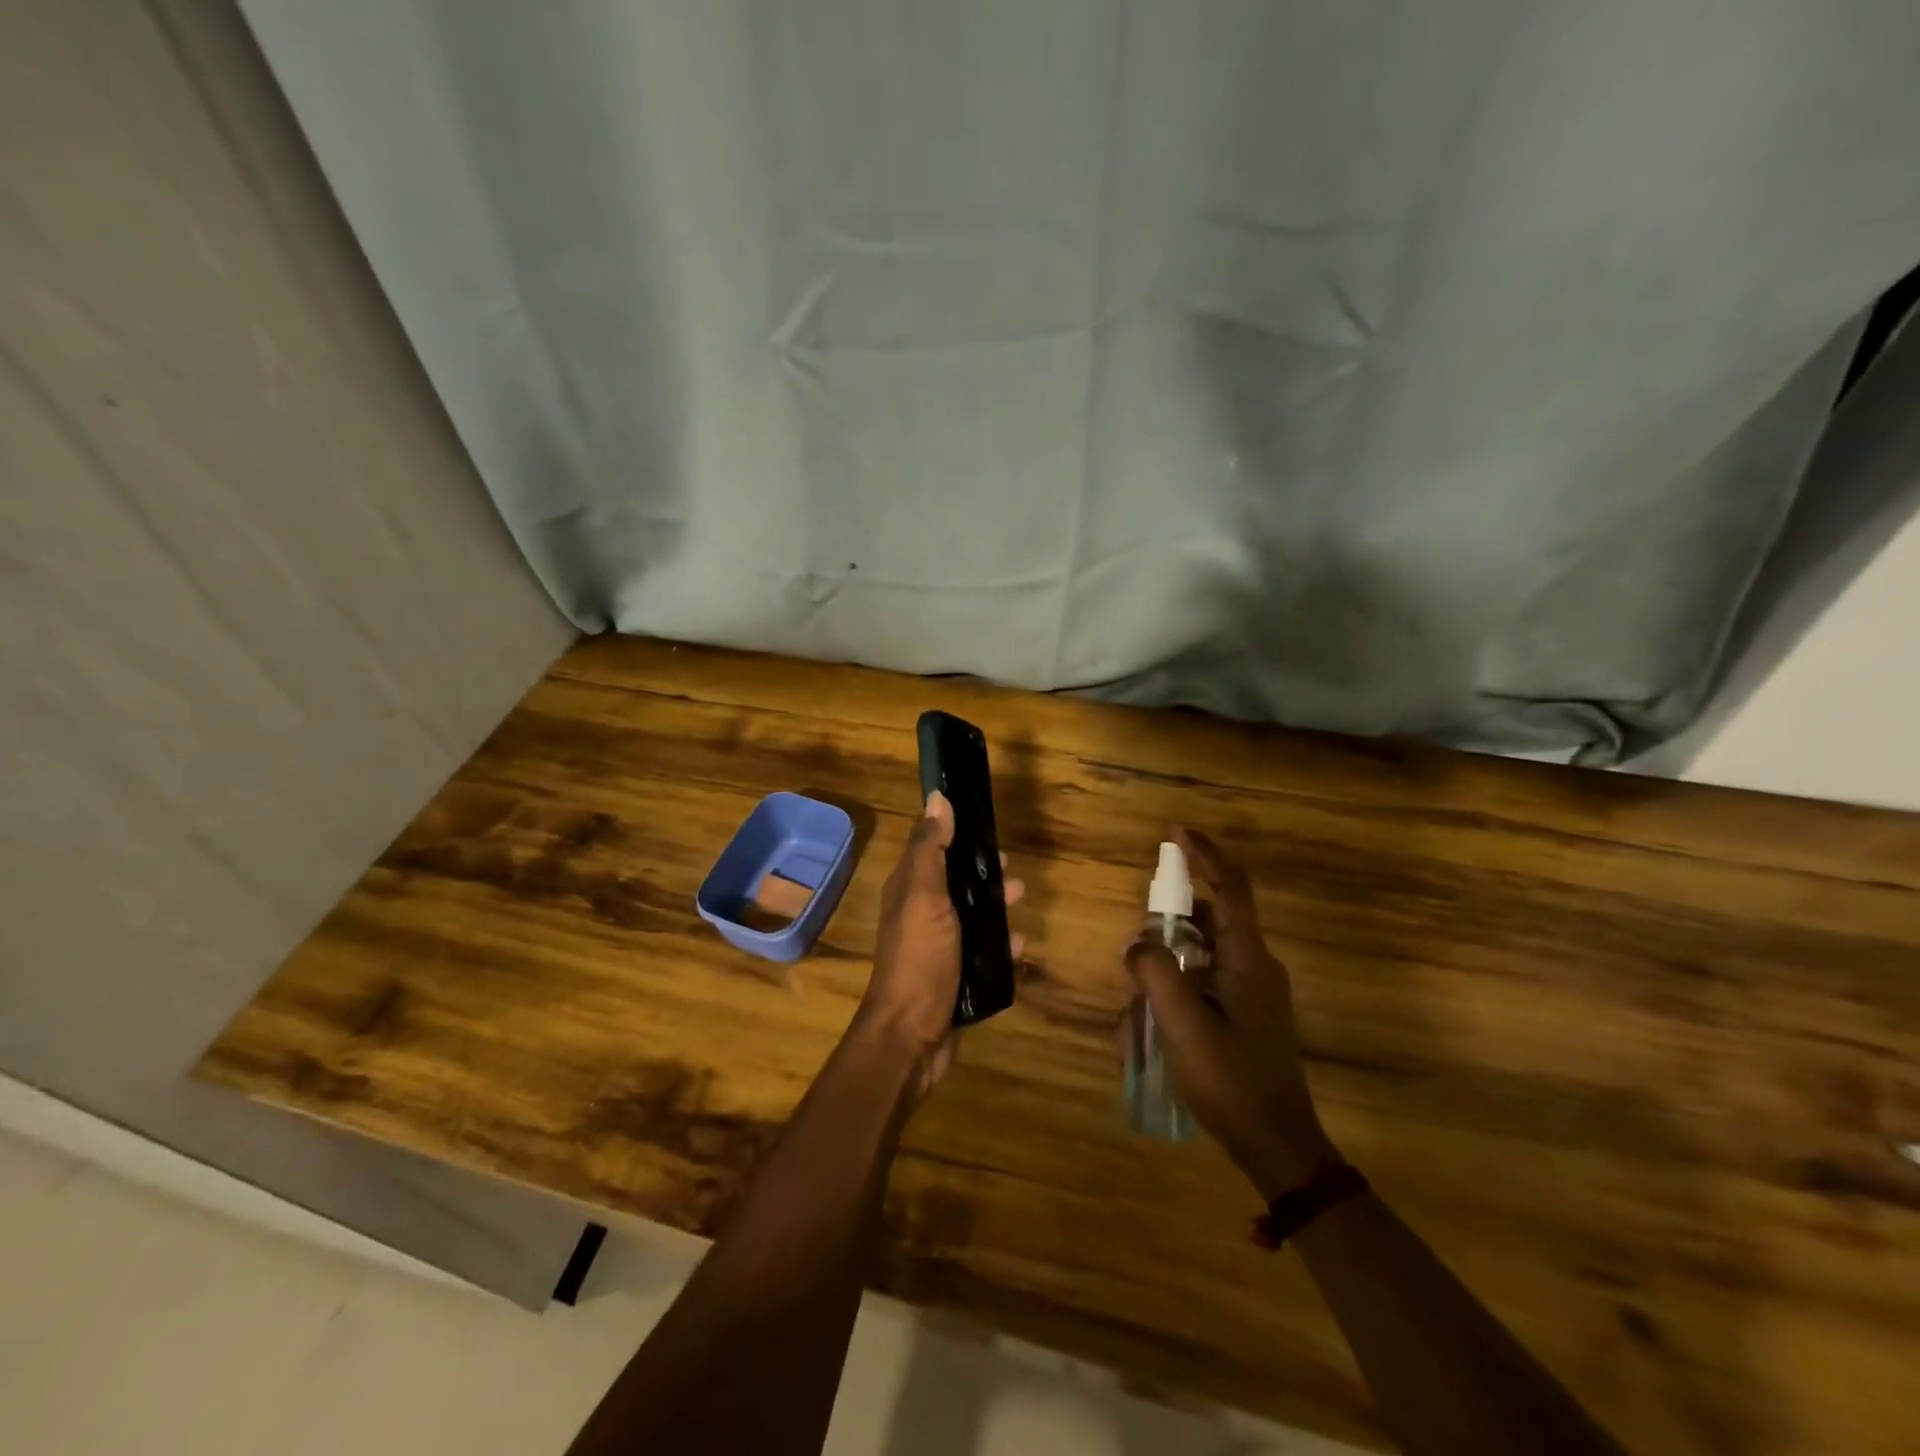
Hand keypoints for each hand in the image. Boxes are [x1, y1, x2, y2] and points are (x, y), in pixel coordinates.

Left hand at [858, 792, 1024, 1103]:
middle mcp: (920, 913)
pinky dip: (1001, 945)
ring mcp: (937, 947)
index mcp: (908, 890)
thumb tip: (937, 797)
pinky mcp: (955, 976)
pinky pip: (983, 952)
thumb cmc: (919, 958)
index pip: (930, 847)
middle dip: (981, 870)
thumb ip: (931, 849)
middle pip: (953, 881)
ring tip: (1021, 898)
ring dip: (995, 905)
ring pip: (970, 915)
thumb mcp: (924, 896)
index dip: (954, 831)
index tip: (984, 820)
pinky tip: (1022, 945)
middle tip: (1010, 866)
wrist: (912, 1035)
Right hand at [1125, 827, 1338, 1197]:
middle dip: (1172, 917)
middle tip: (1140, 935)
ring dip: (1170, 961)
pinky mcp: (1248, 1015)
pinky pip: (1207, 982)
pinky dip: (1179, 988)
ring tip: (1138, 996)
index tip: (1175, 832)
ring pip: (1205, 953)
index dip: (1204, 854)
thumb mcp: (1183, 1025)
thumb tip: (1137, 945)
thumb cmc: (1232, 1080)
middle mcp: (1256, 966)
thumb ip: (1155, 974)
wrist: (1278, 1144)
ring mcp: (1255, 992)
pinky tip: (1151, 1024)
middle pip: (1212, 918)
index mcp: (1248, 960)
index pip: (1230, 888)